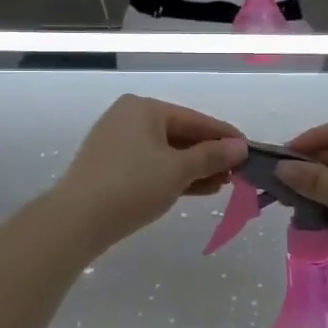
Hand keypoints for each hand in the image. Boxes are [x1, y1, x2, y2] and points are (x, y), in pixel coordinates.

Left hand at [51, 96, 246, 251]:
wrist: (77, 220)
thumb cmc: (132, 185)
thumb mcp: (178, 170)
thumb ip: (211, 156)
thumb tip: (240, 146)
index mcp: (143, 108)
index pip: (194, 119)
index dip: (224, 136)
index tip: (250, 150)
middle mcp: (128, 118)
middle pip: (180, 134)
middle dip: (209, 155)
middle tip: (237, 173)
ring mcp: (116, 143)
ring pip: (166, 153)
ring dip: (194, 168)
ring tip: (222, 185)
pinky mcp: (110, 168)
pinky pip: (151, 166)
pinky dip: (173, 176)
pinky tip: (197, 190)